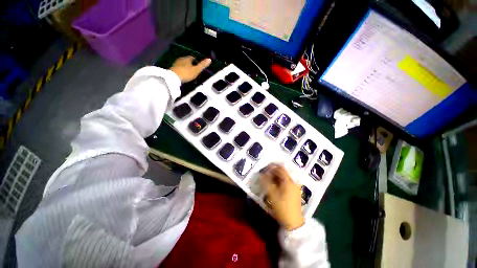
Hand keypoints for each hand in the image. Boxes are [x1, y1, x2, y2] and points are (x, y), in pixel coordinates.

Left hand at [169, 56, 211, 82]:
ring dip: (187, 69)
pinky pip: (180, 69)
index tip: (199, 67)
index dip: (196, 62)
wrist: (173, 78)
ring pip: (183, 65)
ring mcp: (176, 64)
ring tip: (190, 75)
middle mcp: (181, 59)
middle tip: (195, 72)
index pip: (193, 58)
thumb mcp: (196, 70)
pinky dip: (183, 72)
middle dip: (191, 66)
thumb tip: (209, 59)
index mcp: (187, 58)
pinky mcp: (173, 69)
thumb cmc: (186, 73)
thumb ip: (202, 65)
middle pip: (188, 61)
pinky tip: (184, 76)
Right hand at [260, 164, 304, 229]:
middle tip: (265, 174)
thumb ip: (266, 182)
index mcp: (289, 181)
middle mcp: (293, 181)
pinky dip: (279, 181)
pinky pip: (286, 182)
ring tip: (268, 180)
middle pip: (283, 172)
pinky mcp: (294, 191)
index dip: (272, 167)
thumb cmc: (282, 208)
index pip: (280, 168)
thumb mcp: (272, 195)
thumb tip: (262, 174)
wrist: (294, 222)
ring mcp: (295, 186)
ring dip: (276, 176)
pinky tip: (274, 185)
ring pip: (284, 177)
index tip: (264, 169)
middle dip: (273, 171)